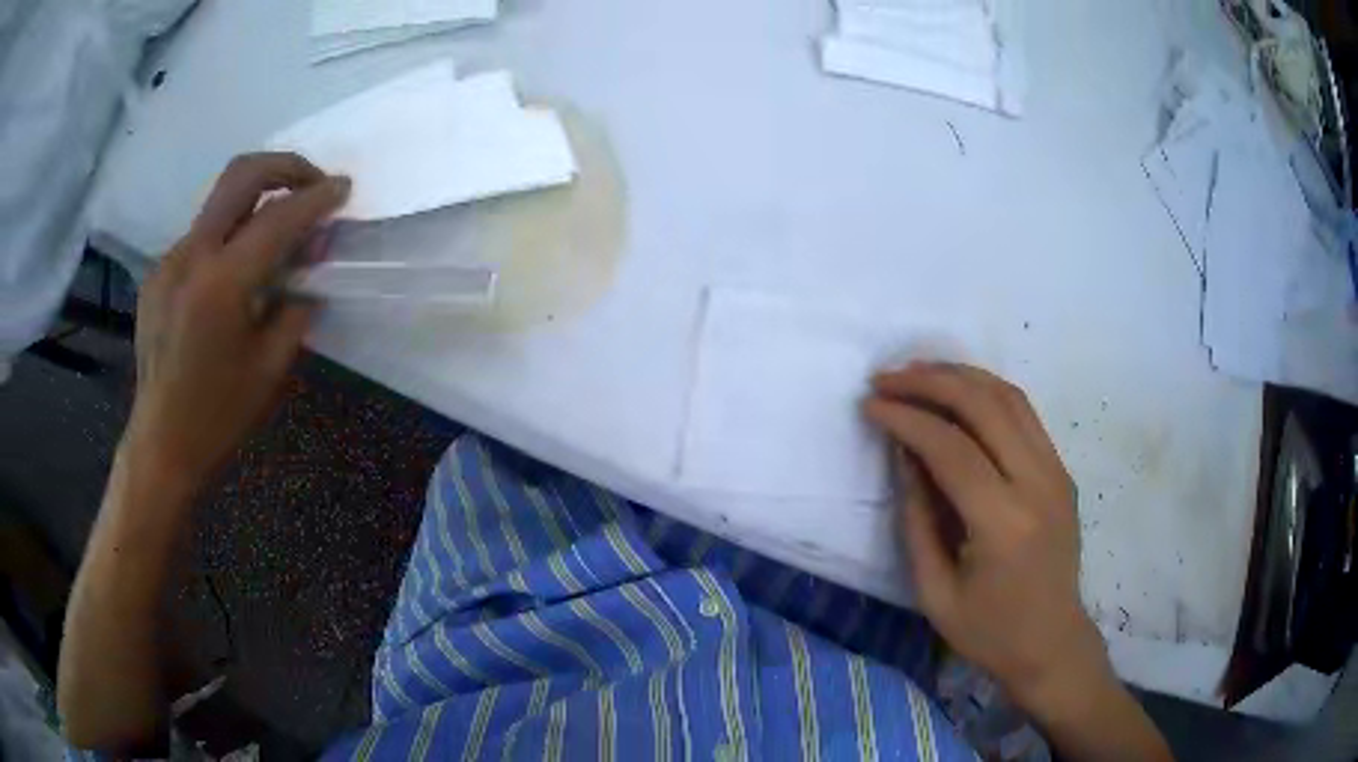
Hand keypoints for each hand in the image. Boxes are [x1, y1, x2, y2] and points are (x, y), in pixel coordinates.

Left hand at [124, 153, 349, 491]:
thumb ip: (295, 310)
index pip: (278, 217)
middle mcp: (191, 256)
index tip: (343, 187)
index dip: (316, 197)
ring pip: (219, 202)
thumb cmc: (218, 416)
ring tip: (277, 231)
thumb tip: (310, 275)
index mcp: (221, 284)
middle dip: (284, 166)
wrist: (160, 444)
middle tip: (311, 183)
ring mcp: (169, 260)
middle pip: (241, 175)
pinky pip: (200, 237)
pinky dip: (228, 236)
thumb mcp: (269, 369)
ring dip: (256, 201)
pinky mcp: (157, 274)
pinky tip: (236, 272)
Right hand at [864, 363, 1110, 716]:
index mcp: (1004, 523)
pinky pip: (1024, 414)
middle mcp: (1038, 484)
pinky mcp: (1062, 470)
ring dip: (960, 375)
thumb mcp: (935, 590)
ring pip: (1009, 397)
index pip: (951, 448)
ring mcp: (1057, 472)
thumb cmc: (988, 631)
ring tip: (917, 372)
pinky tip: (958, 393)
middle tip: (886, 377)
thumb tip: (904, 453)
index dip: (906, 419)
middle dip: (930, 381)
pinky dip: (986, 391)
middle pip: (984, 405)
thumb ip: (917, 517)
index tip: (870, 405)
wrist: (1051, 642)